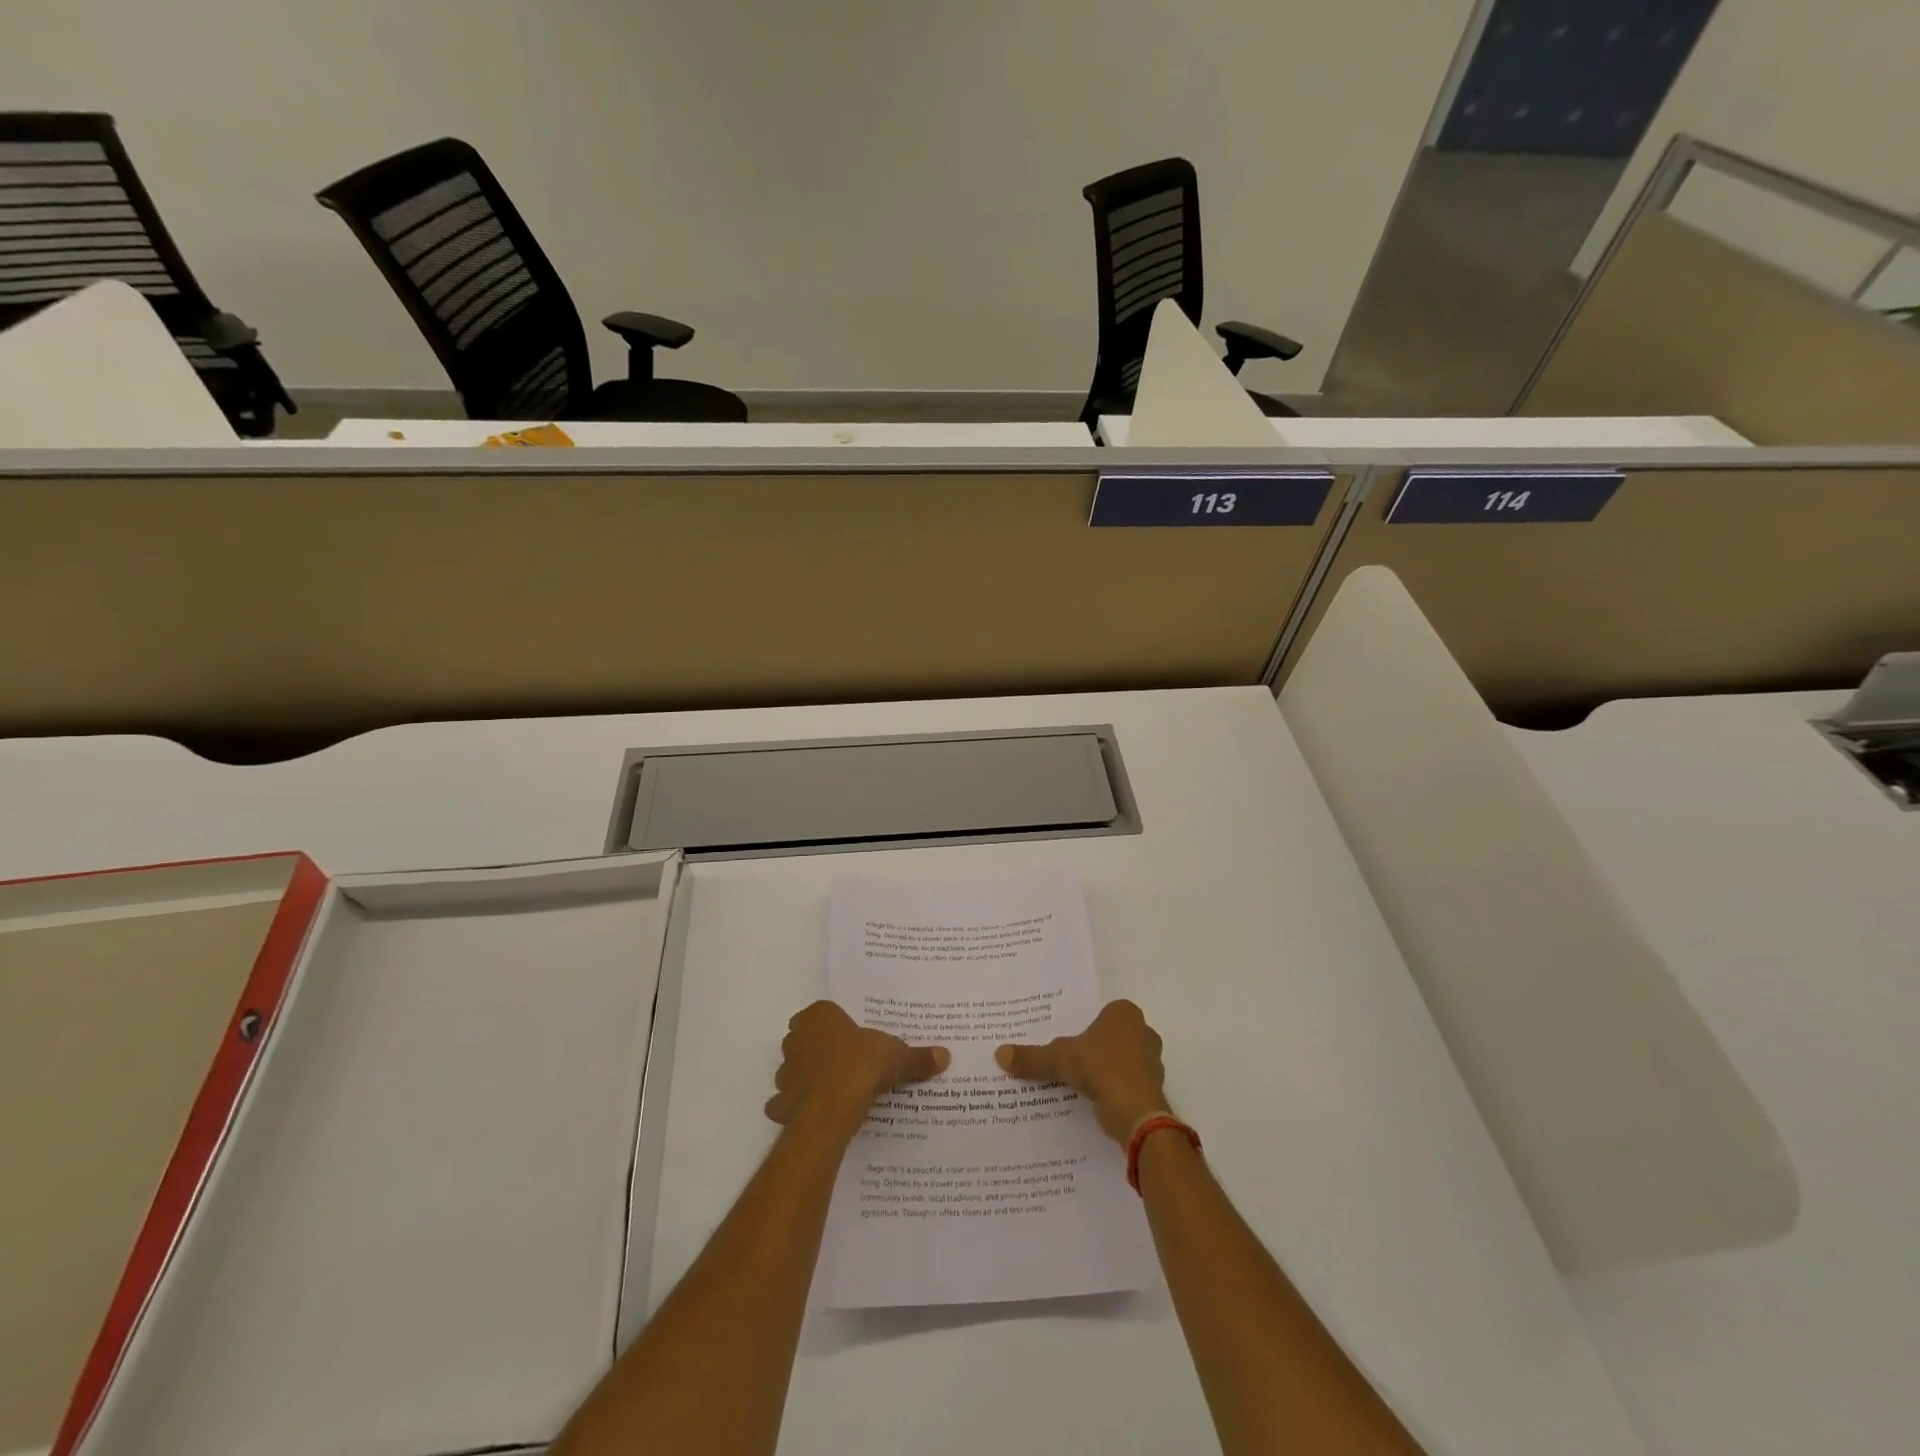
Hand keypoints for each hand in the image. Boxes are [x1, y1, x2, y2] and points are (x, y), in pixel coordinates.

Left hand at [765, 1001, 949, 1139]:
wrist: (830, 1110)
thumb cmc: (860, 1066)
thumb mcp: (895, 1056)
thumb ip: (916, 1056)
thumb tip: (944, 1056)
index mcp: (819, 1016)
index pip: (825, 1013)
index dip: (839, 1025)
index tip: (856, 1038)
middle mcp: (796, 1038)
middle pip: (807, 1039)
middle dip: (822, 1049)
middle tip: (849, 1062)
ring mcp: (785, 1071)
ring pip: (795, 1070)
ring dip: (809, 1077)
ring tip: (836, 1089)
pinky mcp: (780, 1104)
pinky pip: (787, 1102)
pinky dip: (798, 1107)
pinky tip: (818, 1113)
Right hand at [996, 999, 1170, 1143]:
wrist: (1137, 1113)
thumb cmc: (1101, 1068)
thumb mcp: (1059, 1059)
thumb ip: (1032, 1057)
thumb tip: (999, 1054)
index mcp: (1124, 1013)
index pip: (1101, 1012)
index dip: (1084, 1024)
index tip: (1066, 1037)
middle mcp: (1142, 1032)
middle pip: (1111, 1036)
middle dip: (1093, 1047)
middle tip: (1067, 1057)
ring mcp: (1151, 1062)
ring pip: (1120, 1060)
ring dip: (1104, 1070)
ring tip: (1077, 1081)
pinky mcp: (1152, 1089)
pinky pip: (1126, 1083)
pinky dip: (1112, 1089)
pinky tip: (1092, 1099)